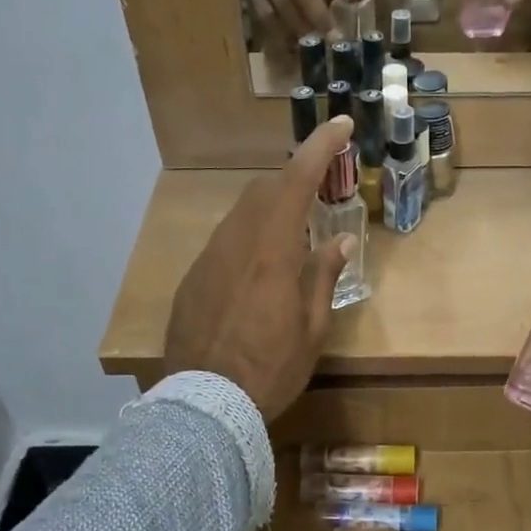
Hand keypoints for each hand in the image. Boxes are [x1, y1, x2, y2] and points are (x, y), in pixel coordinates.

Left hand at [164, 115, 357, 419]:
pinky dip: (248, 238)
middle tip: (321, 196)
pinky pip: (224, 242)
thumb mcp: (311, 330)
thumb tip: (338, 242)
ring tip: (293, 237)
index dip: (319, 147)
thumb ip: (324, 278)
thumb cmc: (270, 369)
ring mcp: (208, 259)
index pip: (296, 180)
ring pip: (241, 214)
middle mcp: (235, 243)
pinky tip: (257, 271)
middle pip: (264, 190)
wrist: (204, 405)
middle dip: (295, 180)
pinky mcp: (191, 279)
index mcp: (272, 252)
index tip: (338, 125)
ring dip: (270, 210)